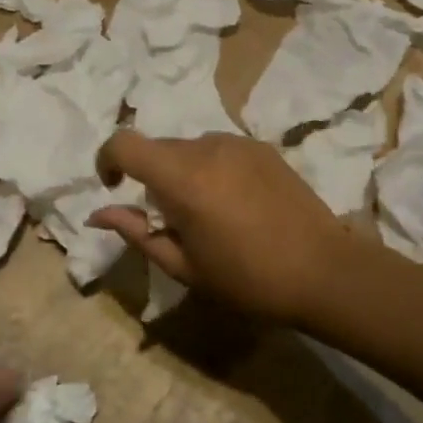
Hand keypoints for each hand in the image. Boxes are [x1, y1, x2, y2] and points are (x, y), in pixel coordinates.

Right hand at [87, 131, 353, 323]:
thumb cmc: (248, 279)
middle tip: (169, 219)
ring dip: (180, 172)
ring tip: (206, 213)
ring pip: (187, 147)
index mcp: (182, 178)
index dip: (106, 160)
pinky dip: (209, 168)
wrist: (325, 271)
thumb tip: (97, 213)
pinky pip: (217, 149)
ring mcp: (237, 143)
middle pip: (156, 147)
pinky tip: (234, 203)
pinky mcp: (261, 147)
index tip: (113, 187)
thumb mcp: (183, 266)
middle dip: (147, 176)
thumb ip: (136, 233)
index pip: (123, 143)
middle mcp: (206, 148)